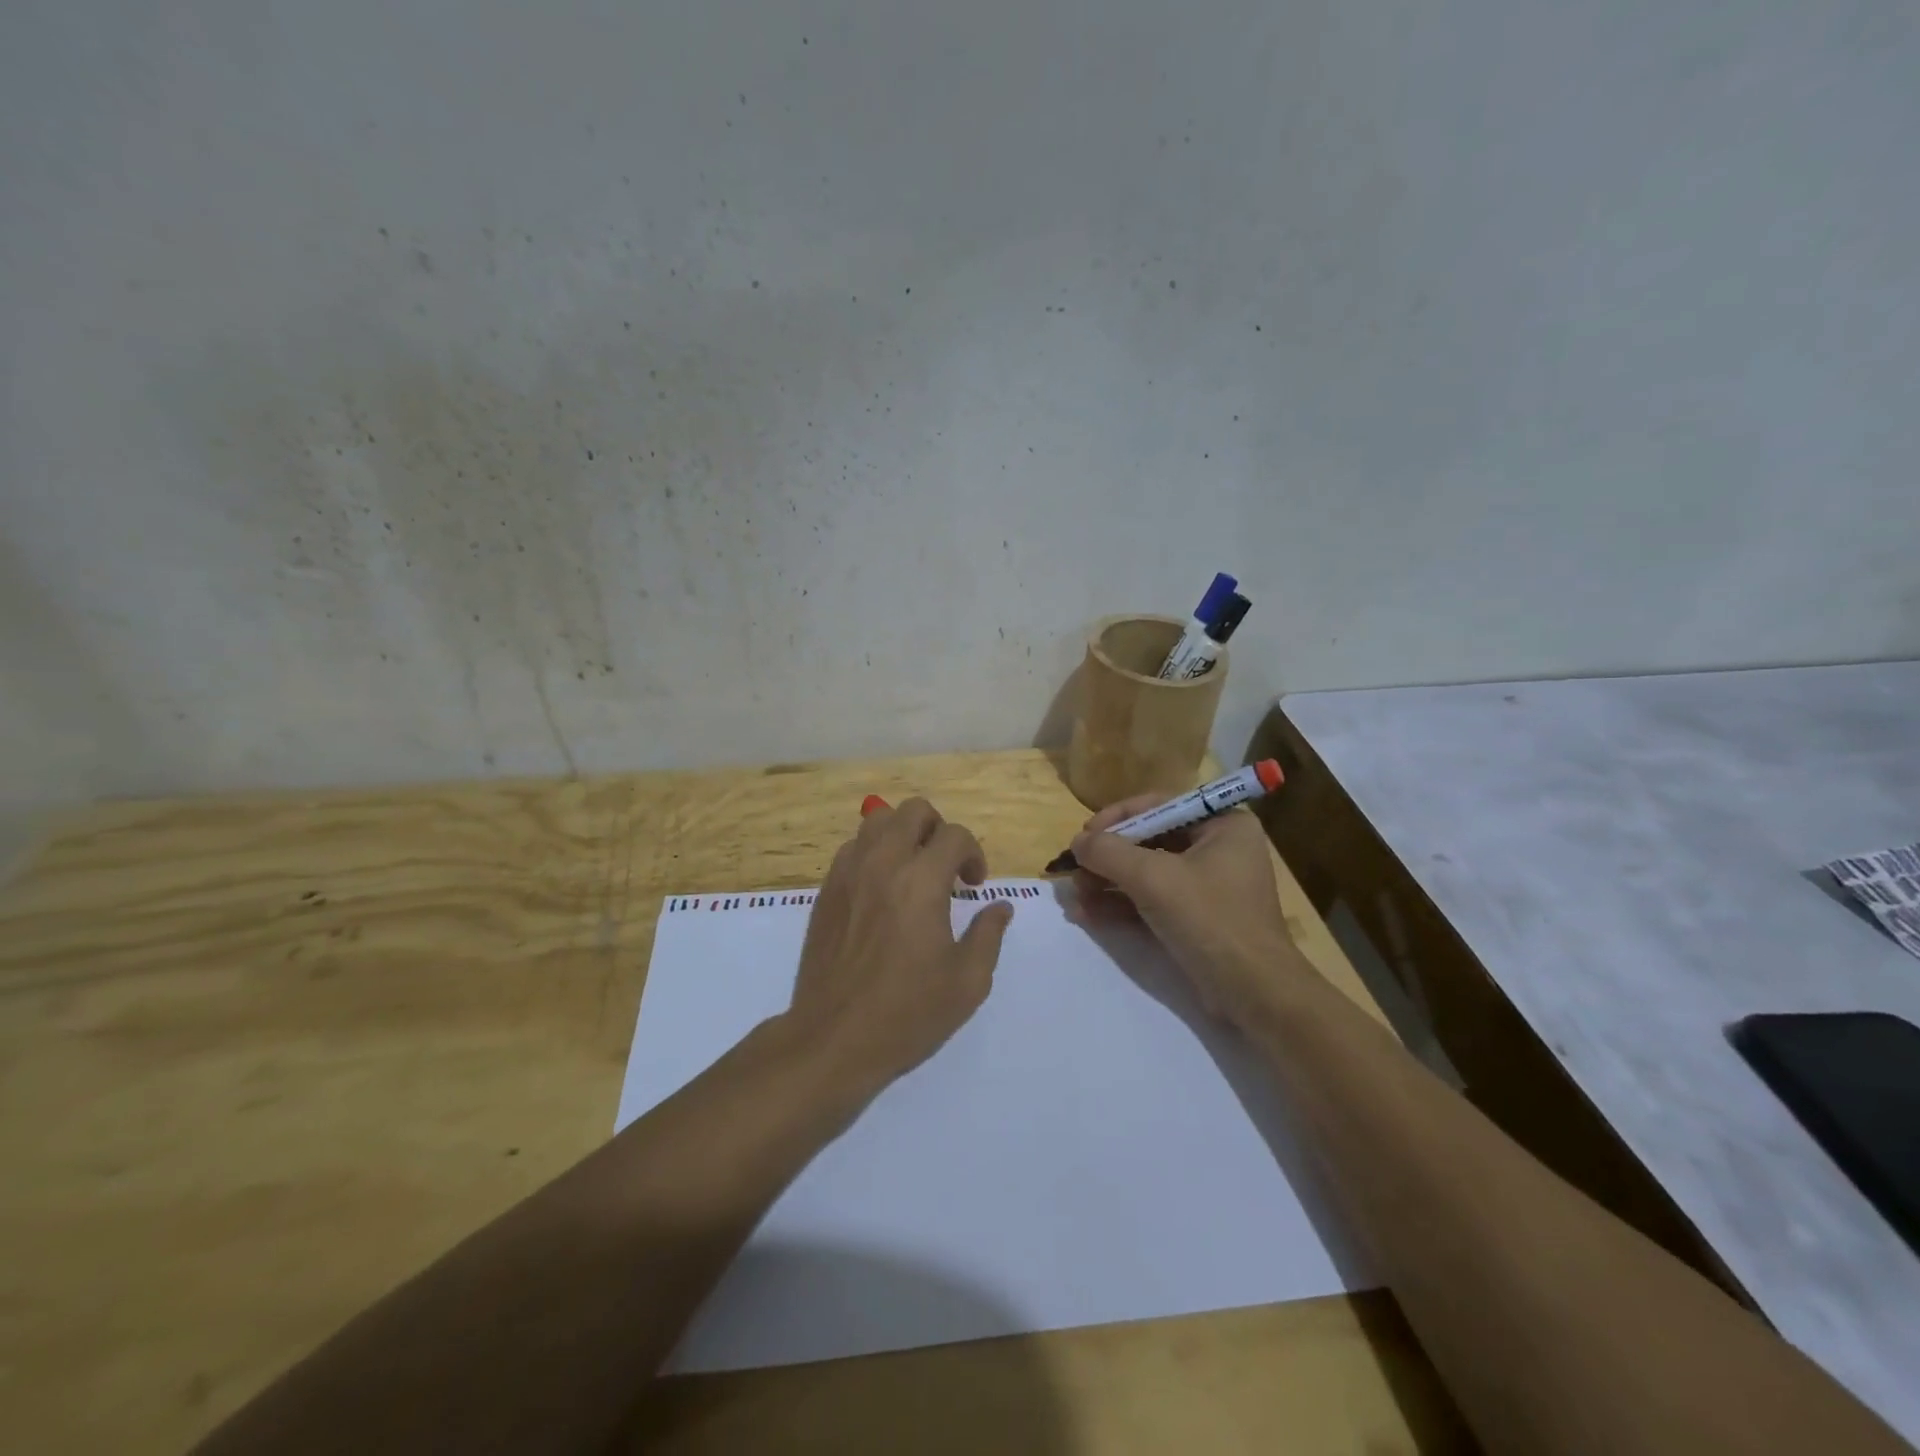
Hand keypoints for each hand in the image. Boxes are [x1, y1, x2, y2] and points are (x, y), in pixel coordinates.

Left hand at [784, 798, 1013, 1101]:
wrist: (833, 1039)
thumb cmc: (907, 1013)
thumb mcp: (967, 982)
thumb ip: (988, 935)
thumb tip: (1000, 907)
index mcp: (921, 881)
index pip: (955, 835)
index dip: (974, 854)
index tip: (975, 886)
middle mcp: (883, 863)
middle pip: (914, 811)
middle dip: (939, 830)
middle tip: (946, 867)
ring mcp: (848, 873)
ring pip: (877, 820)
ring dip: (903, 835)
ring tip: (912, 871)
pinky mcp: (826, 890)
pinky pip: (852, 848)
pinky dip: (873, 853)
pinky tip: (881, 890)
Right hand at [1069, 797, 1301, 1027]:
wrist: (1254, 993)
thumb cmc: (1210, 919)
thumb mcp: (1154, 879)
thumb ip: (1109, 852)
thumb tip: (1077, 842)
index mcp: (1222, 825)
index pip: (1159, 806)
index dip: (1117, 818)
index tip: (1084, 836)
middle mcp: (1217, 848)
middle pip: (1149, 840)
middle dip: (1108, 857)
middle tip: (1074, 870)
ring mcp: (1207, 885)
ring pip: (1146, 873)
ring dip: (1108, 883)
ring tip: (1075, 896)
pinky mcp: (1196, 917)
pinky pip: (1152, 900)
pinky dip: (1121, 905)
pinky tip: (1086, 914)